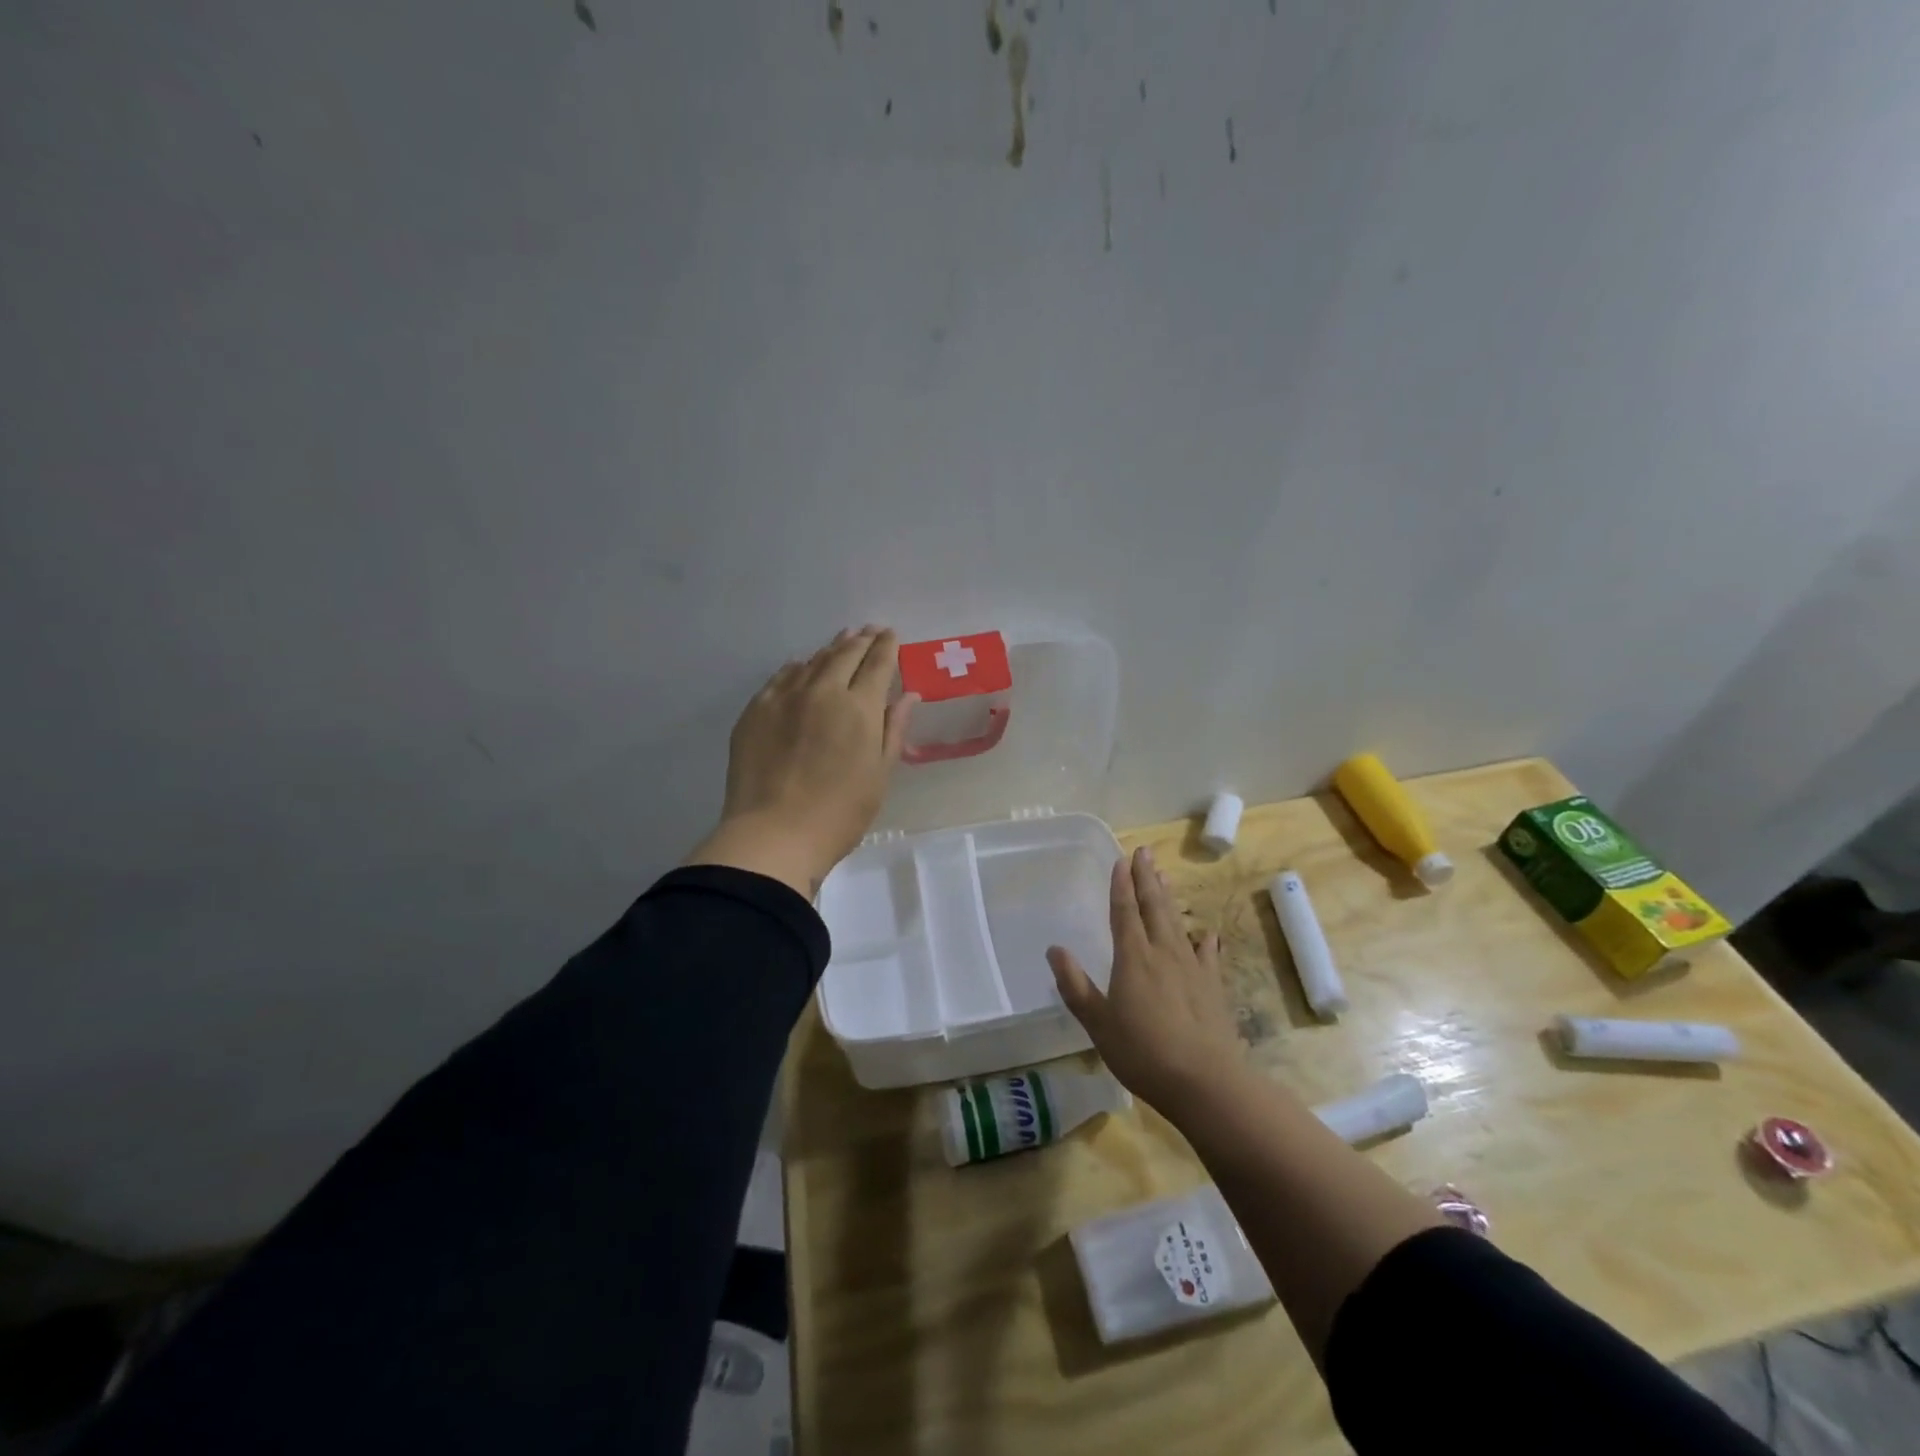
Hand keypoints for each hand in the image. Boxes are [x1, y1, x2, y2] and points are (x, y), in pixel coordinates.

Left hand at [685, 627, 916, 897]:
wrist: (773, 835)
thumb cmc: (840, 813)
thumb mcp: (879, 775)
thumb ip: (893, 730)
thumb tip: (907, 695)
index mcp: (859, 707)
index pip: (877, 664)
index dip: (886, 647)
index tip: (891, 635)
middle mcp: (822, 691)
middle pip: (844, 654)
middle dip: (860, 640)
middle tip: (869, 630)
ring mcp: (784, 698)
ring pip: (812, 661)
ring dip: (830, 649)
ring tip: (841, 641)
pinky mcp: (755, 711)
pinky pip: (780, 678)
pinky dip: (797, 668)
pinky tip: (800, 667)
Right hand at [1047, 846, 1244, 1114]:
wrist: (1206, 1081)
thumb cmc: (1143, 1052)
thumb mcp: (1098, 1023)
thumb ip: (1075, 986)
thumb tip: (1053, 949)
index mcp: (1133, 958)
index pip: (1124, 911)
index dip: (1121, 884)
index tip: (1121, 859)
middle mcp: (1163, 952)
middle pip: (1154, 907)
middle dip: (1147, 878)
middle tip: (1144, 852)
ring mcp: (1192, 967)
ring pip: (1177, 922)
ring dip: (1169, 897)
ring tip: (1165, 876)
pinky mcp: (1213, 986)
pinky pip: (1208, 954)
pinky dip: (1205, 940)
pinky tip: (1207, 934)